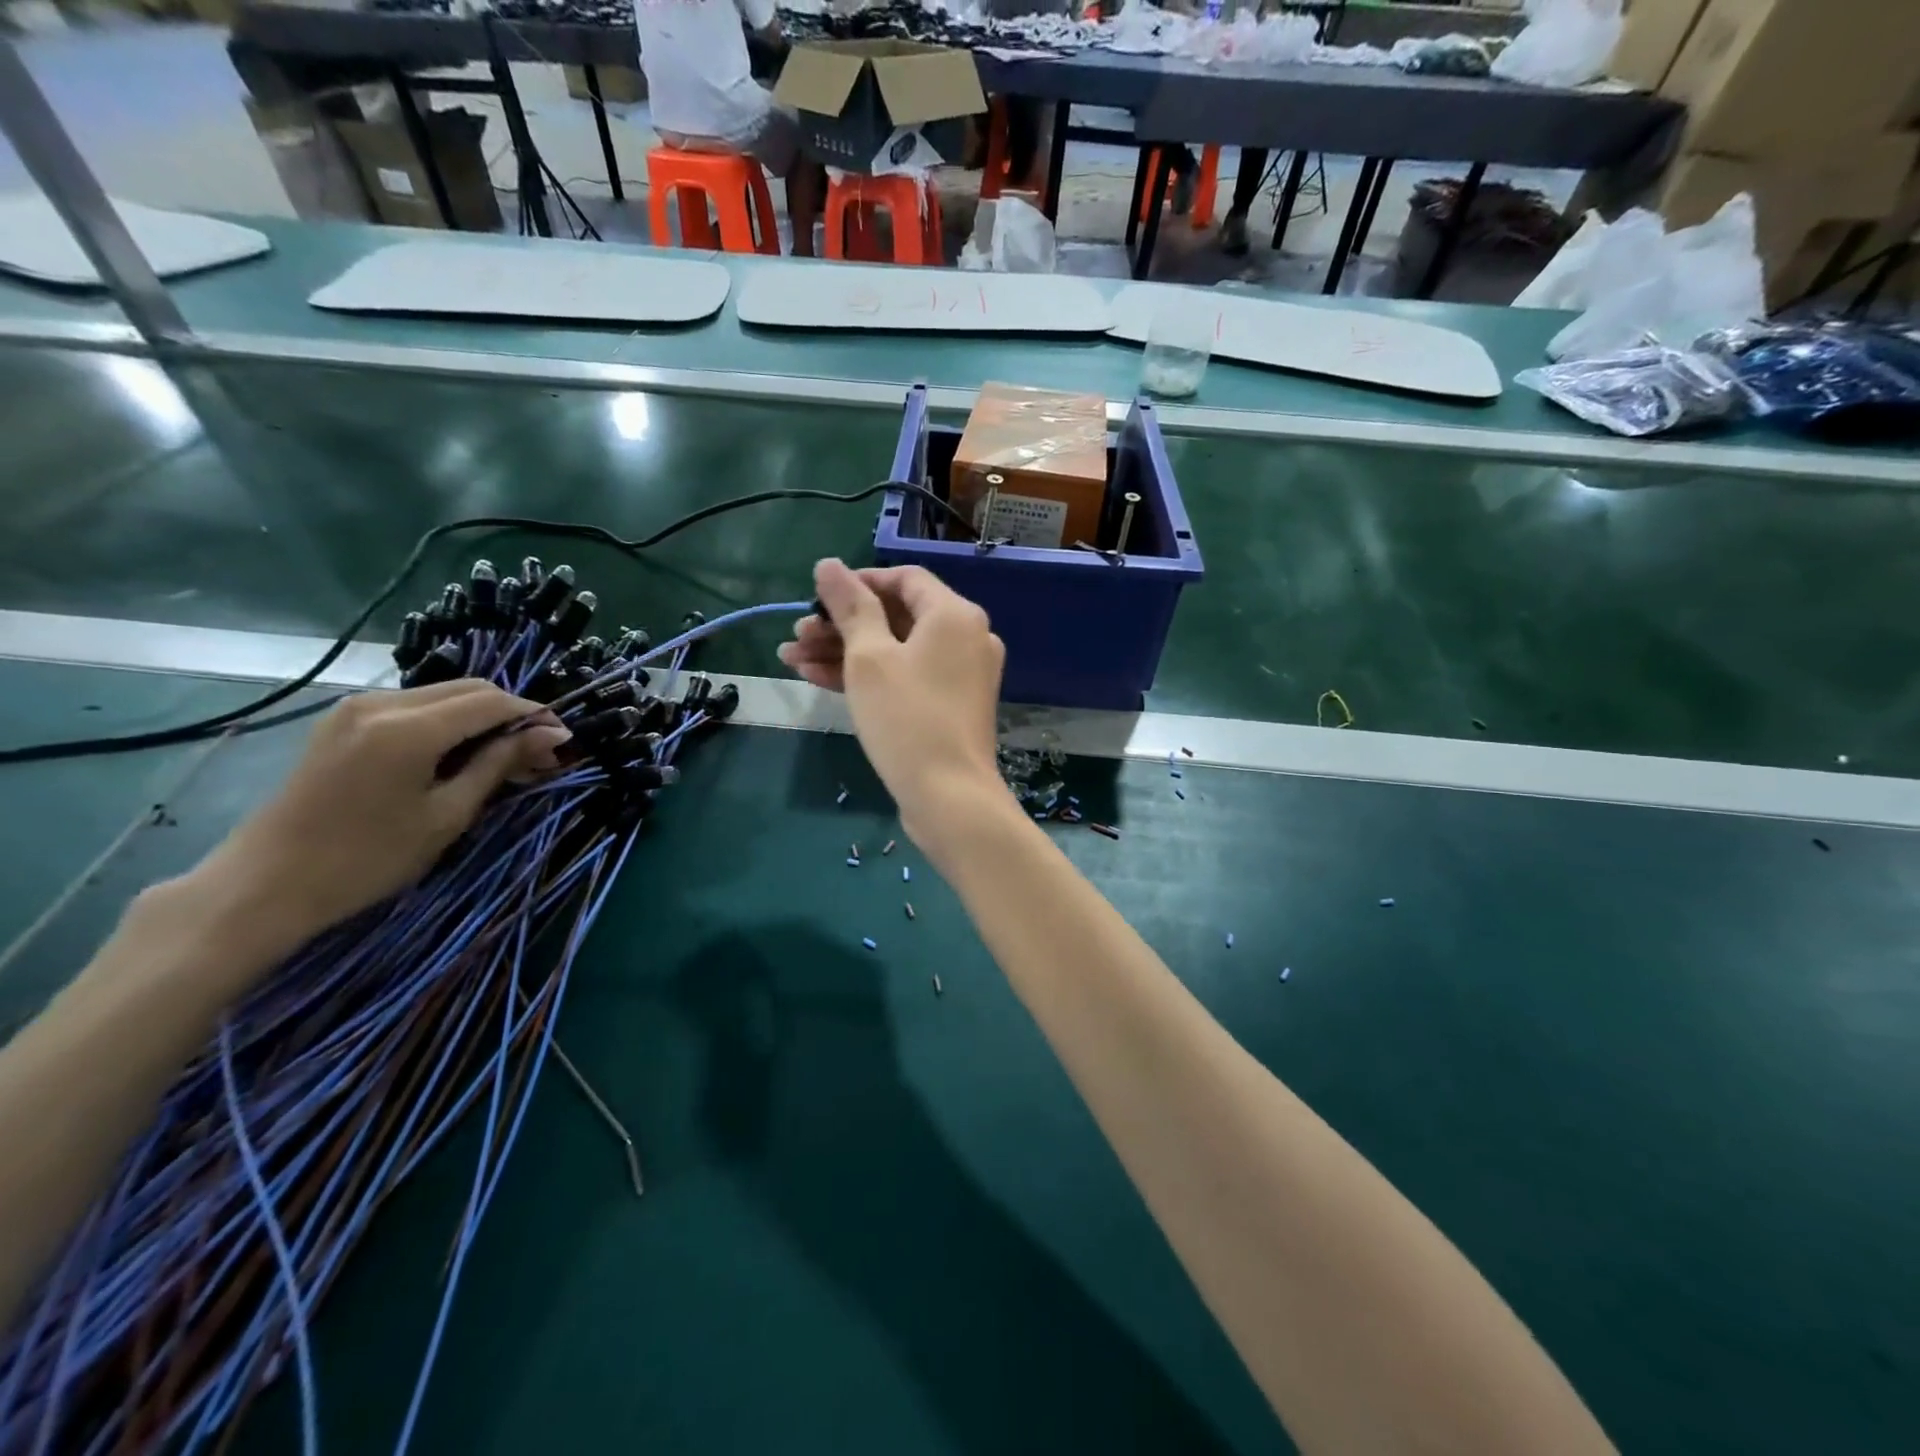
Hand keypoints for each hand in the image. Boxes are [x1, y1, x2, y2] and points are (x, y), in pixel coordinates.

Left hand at [188, 682, 569, 951]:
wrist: (266, 885)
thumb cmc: (368, 859)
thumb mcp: (448, 815)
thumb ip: (499, 764)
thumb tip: (552, 736)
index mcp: (408, 728)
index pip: (491, 701)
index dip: (535, 715)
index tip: (564, 742)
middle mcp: (381, 702)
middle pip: (469, 689)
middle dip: (511, 714)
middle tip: (538, 753)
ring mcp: (356, 707)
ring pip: (443, 694)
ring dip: (481, 717)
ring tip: (503, 757)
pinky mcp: (343, 720)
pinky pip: (414, 706)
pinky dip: (448, 721)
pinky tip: (460, 753)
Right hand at [777, 559, 1009, 851]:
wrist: (949, 797)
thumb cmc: (906, 718)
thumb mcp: (869, 658)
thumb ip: (850, 607)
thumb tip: (829, 565)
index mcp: (955, 615)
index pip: (904, 579)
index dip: (859, 582)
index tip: (819, 598)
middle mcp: (967, 638)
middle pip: (896, 616)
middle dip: (841, 624)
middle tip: (796, 635)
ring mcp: (961, 675)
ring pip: (896, 650)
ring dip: (845, 652)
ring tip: (791, 659)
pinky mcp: (950, 706)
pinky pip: (906, 677)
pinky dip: (868, 677)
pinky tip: (816, 679)